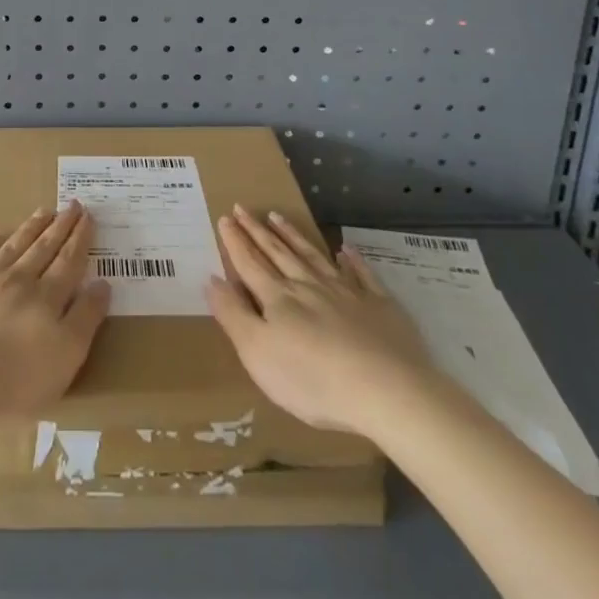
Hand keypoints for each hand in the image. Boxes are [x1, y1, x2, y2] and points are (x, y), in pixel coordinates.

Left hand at [0, 201, 109, 423]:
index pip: (68, 261)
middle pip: (42, 249)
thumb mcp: (67, 356)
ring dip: (27, 230)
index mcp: (46, 298)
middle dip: (59, 226)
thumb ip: (86, 318)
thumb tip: (102, 284)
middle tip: (71, 204)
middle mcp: (16, 282)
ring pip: (9, 249)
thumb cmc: (16, 380)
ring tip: (42, 211)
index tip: (88, 215)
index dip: (80, 238)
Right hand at [207, 206, 436, 434]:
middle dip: (257, 231)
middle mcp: (308, 286)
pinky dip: (352, 260)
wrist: (386, 391)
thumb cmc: (313, 379)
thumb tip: (212, 280)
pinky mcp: (379, 306)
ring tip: (278, 216)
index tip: (225, 217)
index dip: (235, 241)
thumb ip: (234, 315)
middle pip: (278, 252)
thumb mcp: (258, 354)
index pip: (250, 263)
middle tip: (244, 208)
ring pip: (313, 256)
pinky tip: (346, 249)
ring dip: (293, 235)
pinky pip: (362, 275)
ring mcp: (346, 292)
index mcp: (278, 298)